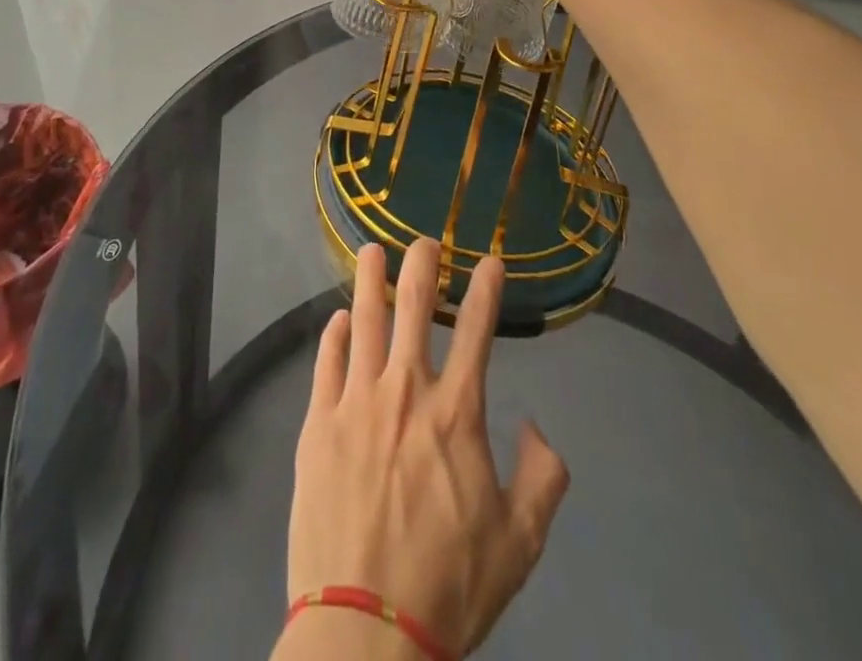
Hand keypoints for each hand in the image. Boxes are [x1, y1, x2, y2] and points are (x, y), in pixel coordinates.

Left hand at [285, 240, 569, 656]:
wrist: (365, 631)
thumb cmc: (448, 587)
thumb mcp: (520, 545)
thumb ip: (543, 480)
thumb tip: (538, 428)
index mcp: (456, 414)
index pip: (478, 332)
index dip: (487, 289)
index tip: (492, 260)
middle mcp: (405, 391)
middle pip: (414, 307)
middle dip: (422, 264)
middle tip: (424, 240)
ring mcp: (356, 401)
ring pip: (364, 319)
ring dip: (370, 279)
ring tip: (372, 250)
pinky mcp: (318, 422)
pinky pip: (327, 361)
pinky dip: (335, 334)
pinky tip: (340, 319)